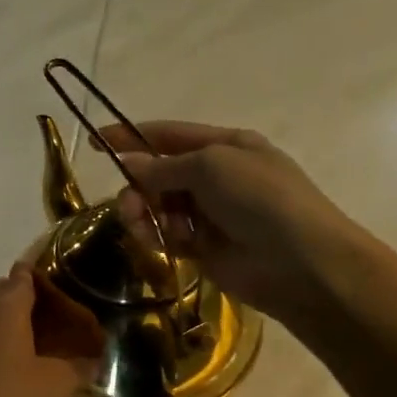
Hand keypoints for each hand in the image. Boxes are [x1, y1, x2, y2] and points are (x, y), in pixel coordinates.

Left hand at [0, 263, 101, 396]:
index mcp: (6, 311)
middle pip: (6, 294)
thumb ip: (79, 368)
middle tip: (60, 314)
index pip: (21, 275)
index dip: (39, 270)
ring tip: (47, 343)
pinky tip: (24, 369)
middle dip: (30, 298)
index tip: (60, 274)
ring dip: (17, 325)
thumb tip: (95, 360)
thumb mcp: (56, 384)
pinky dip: (6, 346)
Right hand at [106, 122, 359, 319]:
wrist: (299, 261)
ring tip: (141, 225)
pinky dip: (159, 236)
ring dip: (145, 212)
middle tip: (131, 203)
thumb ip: (165, 167)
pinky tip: (159, 241)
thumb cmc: (260, 199)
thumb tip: (130, 164)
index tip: (97, 143)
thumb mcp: (211, 167)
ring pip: (161, 207)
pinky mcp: (206, 249)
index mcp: (226, 146)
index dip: (133, 137)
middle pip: (161, 174)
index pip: (170, 135)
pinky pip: (169, 236)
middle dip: (139, 185)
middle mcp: (217, 177)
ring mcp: (212, 214)